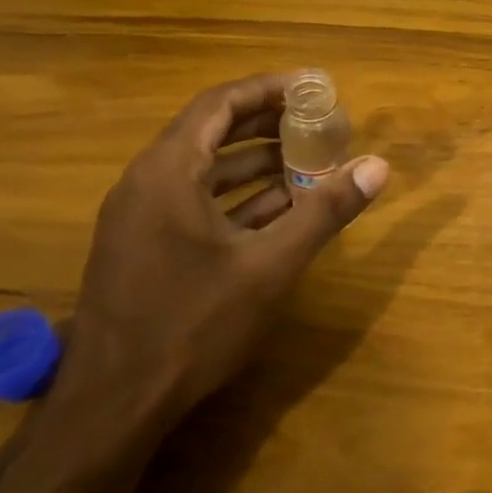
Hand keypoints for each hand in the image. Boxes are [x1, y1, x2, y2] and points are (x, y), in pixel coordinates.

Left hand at [61, 73, 389, 415]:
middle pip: (211, 131)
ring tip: (310, 160)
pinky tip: (280, 207)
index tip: (315, 87)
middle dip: (268, 123)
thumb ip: (325, 211)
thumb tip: (377, 166)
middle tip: (319, 121)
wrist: (114, 405)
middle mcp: (146, 183)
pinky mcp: (144, 246)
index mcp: (168, 172)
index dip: (269, 89)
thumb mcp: (271, 265)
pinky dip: (238, 195)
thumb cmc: (193, 324)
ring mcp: (141, 217)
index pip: (220, 104)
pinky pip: (195, 200)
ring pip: (205, 169)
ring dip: (256, 161)